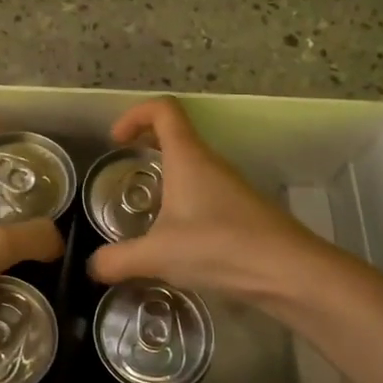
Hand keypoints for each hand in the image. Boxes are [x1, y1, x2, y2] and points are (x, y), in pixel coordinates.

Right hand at [86, 97, 326, 300]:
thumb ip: (118, 260)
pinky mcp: (242, 211)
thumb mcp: (158, 256)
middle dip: (146, 145)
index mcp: (188, 157)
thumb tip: (92, 267)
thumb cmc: (219, 247)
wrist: (289, 272)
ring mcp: (229, 187)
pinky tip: (175, 239)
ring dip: (166, 177)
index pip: (163, 110)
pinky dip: (183, 202)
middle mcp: (210, 163)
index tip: (116, 141)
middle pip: (176, 135)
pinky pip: (204, 193)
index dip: (135, 115)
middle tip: (125, 170)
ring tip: (144, 212)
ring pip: (191, 167)